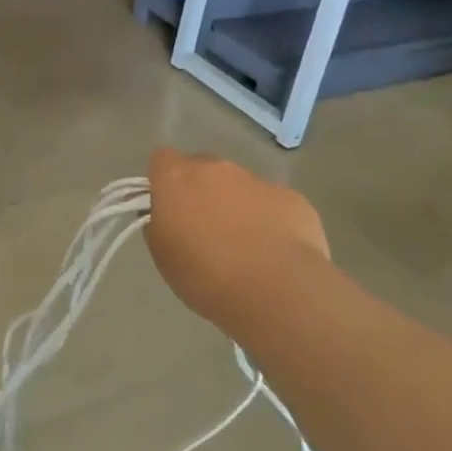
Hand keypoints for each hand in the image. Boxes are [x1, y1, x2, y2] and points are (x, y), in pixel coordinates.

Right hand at [145, 148, 329, 339]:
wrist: (276, 291)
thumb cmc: (205, 276)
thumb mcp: (163, 256)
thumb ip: (160, 225)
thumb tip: (167, 216)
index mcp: (177, 179)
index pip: (162, 159)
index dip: (163, 181)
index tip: (168, 208)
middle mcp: (216, 169)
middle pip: (202, 170)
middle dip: (201, 192)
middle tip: (205, 230)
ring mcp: (257, 180)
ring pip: (239, 186)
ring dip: (236, 206)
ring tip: (245, 246)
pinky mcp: (291, 197)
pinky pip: (272, 203)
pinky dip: (270, 220)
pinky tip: (274, 251)